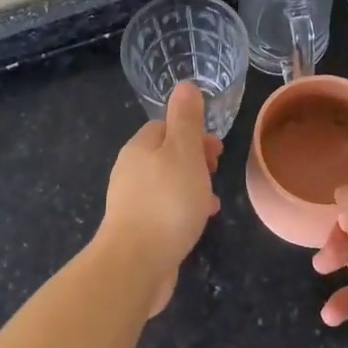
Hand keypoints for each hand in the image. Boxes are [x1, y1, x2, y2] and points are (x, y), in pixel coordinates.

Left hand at [98, 82, 223, 314]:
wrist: (136, 263)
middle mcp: (130, 171)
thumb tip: (184, 85)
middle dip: (194, 160)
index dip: (192, 132)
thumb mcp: (183, 153)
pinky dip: (183, 209)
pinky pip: (164, 210)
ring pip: (167, 184)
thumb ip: (186, 120)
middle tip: (216, 172)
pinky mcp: (137, 229)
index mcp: (139, 148)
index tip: (216, 149)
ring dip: (191, 186)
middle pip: (165, 155)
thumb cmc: (166, 202)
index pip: (165, 127)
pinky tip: (198, 222)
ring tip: (213, 200)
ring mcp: (131, 202)